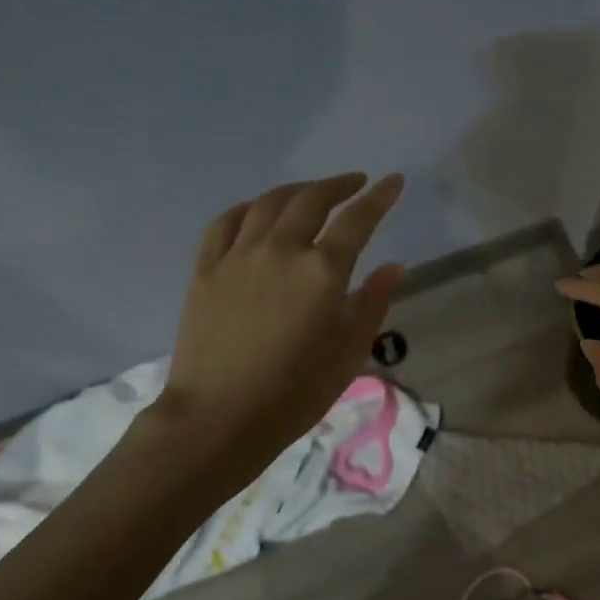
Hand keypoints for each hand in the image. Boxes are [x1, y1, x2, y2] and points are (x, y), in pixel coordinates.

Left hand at [156, 173, 405, 487]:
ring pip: (269, 204)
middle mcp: (281, 250)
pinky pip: (226, 222)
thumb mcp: (349, 352)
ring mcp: (238, 256)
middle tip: (355, 183)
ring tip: (312, 192)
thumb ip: (373, 302)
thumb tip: (393, 266)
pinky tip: (258, 211)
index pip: (358, 220)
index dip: (379, 198)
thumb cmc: (295, 392)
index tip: (394, 181)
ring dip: (296, 190)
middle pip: (312, 200)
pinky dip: (249, 208)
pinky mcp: (206, 269)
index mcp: (322, 271)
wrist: (219, 417)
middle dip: (339, 185)